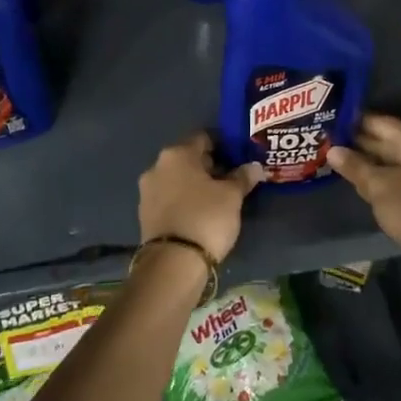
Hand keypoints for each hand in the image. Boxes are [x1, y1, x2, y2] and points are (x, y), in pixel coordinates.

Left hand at [138, 133, 262, 261]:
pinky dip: (184, 201)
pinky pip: (169, 198)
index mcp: (177, 153)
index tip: (239, 158)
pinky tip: (200, 213)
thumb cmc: (206, 218)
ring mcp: (147, 191)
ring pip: (178, 179)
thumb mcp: (232, 196)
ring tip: (218, 199)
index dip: (224, 146)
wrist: (172, 263)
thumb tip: (255, 166)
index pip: (204, 138)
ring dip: (195, 185)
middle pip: (189, 158)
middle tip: (232, 180)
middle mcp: (157, 166)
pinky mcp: (145, 214)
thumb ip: (243, 177)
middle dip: (210, 167)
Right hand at [326, 114, 400, 253]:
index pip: (384, 123)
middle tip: (333, 140)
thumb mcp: (377, 185)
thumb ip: (354, 166)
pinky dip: (383, 178)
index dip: (358, 121)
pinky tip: (363, 183)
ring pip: (395, 163)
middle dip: (362, 143)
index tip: (335, 121)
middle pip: (391, 142)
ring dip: (371, 162)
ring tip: (342, 160)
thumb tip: (332, 150)